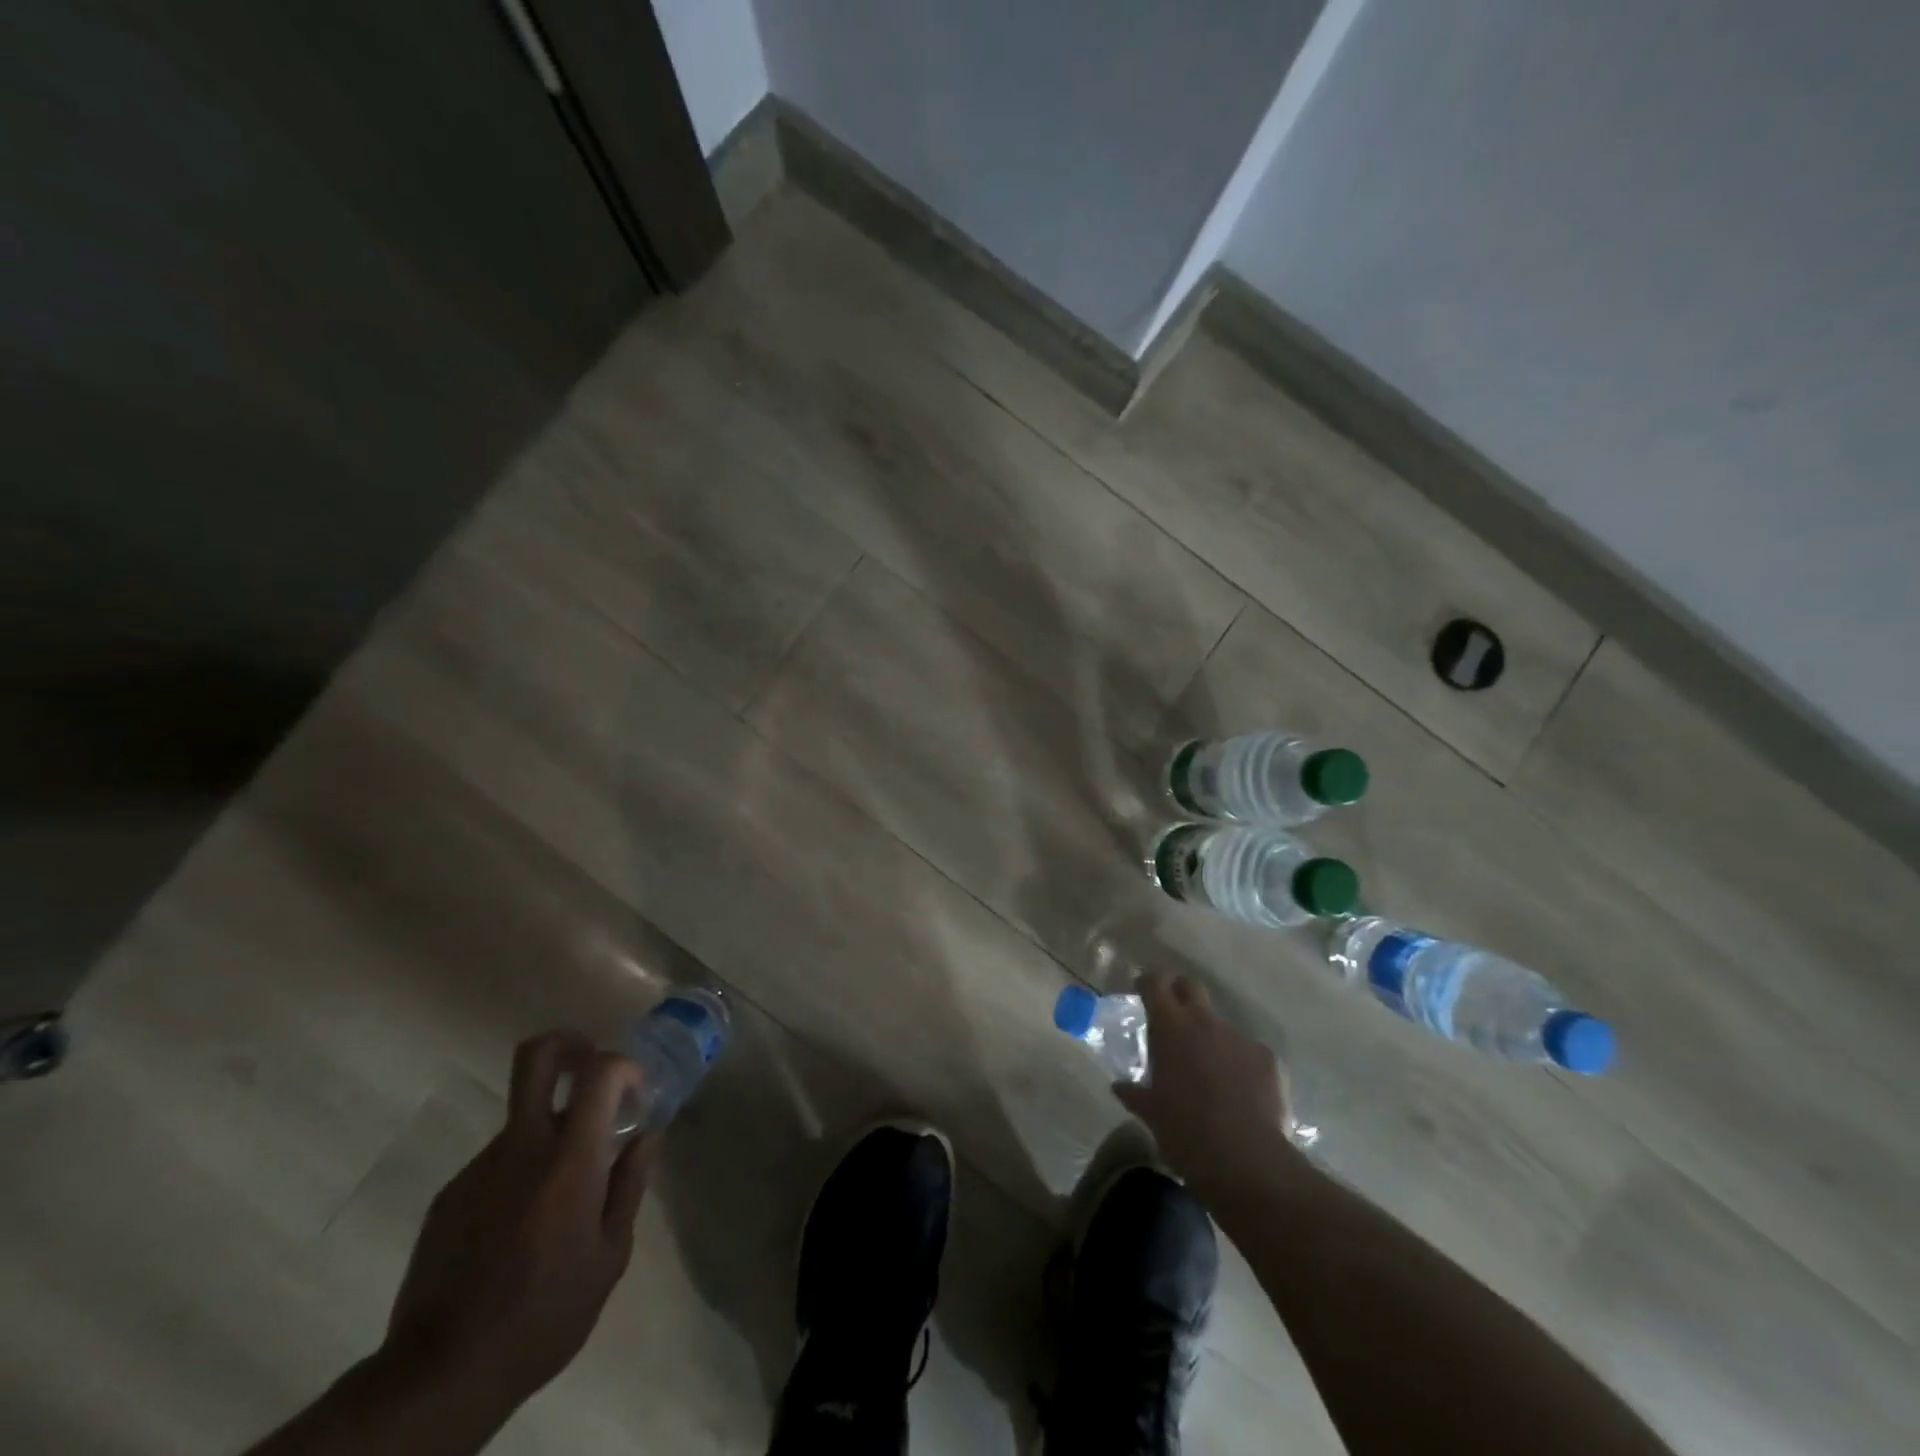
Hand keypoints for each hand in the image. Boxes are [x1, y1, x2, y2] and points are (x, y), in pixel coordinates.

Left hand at [379, 1031, 658, 1411]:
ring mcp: (479, 1167)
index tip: (635, 1096)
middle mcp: (522, 1146)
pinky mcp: (450, 1195)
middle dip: (569, 1044)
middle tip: (591, 1068)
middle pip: (537, 1056)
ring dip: (550, 1136)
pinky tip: (524, 1227)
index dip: (624, 1066)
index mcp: (569, 1158)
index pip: (599, 1070)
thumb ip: (631, 1184)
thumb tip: (646, 1134)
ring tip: (559, 1199)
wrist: (441, 1374)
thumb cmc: (545, 1313)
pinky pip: (499, 1163)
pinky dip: (521, 1173)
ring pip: (524, 1120)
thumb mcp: (610, 1255)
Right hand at [1113, 974, 1297, 1189]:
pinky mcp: (1268, 1058)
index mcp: (1170, 1026)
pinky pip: (1249, 1051)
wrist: (1243, 1157)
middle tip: (1175, 1019)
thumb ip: (1135, 1093)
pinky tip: (1241, 1091)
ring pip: (1221, 1024)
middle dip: (1181, 994)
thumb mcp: (1151, 1113)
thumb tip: (1119, 1087)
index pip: (1155, 983)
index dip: (1148, 984)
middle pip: (1191, 986)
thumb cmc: (1183, 1129)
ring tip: (1211, 1071)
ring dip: (1212, 1038)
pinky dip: (1241, 1063)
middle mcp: (1204, 1021)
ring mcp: (1239, 1037)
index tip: (1142, 991)